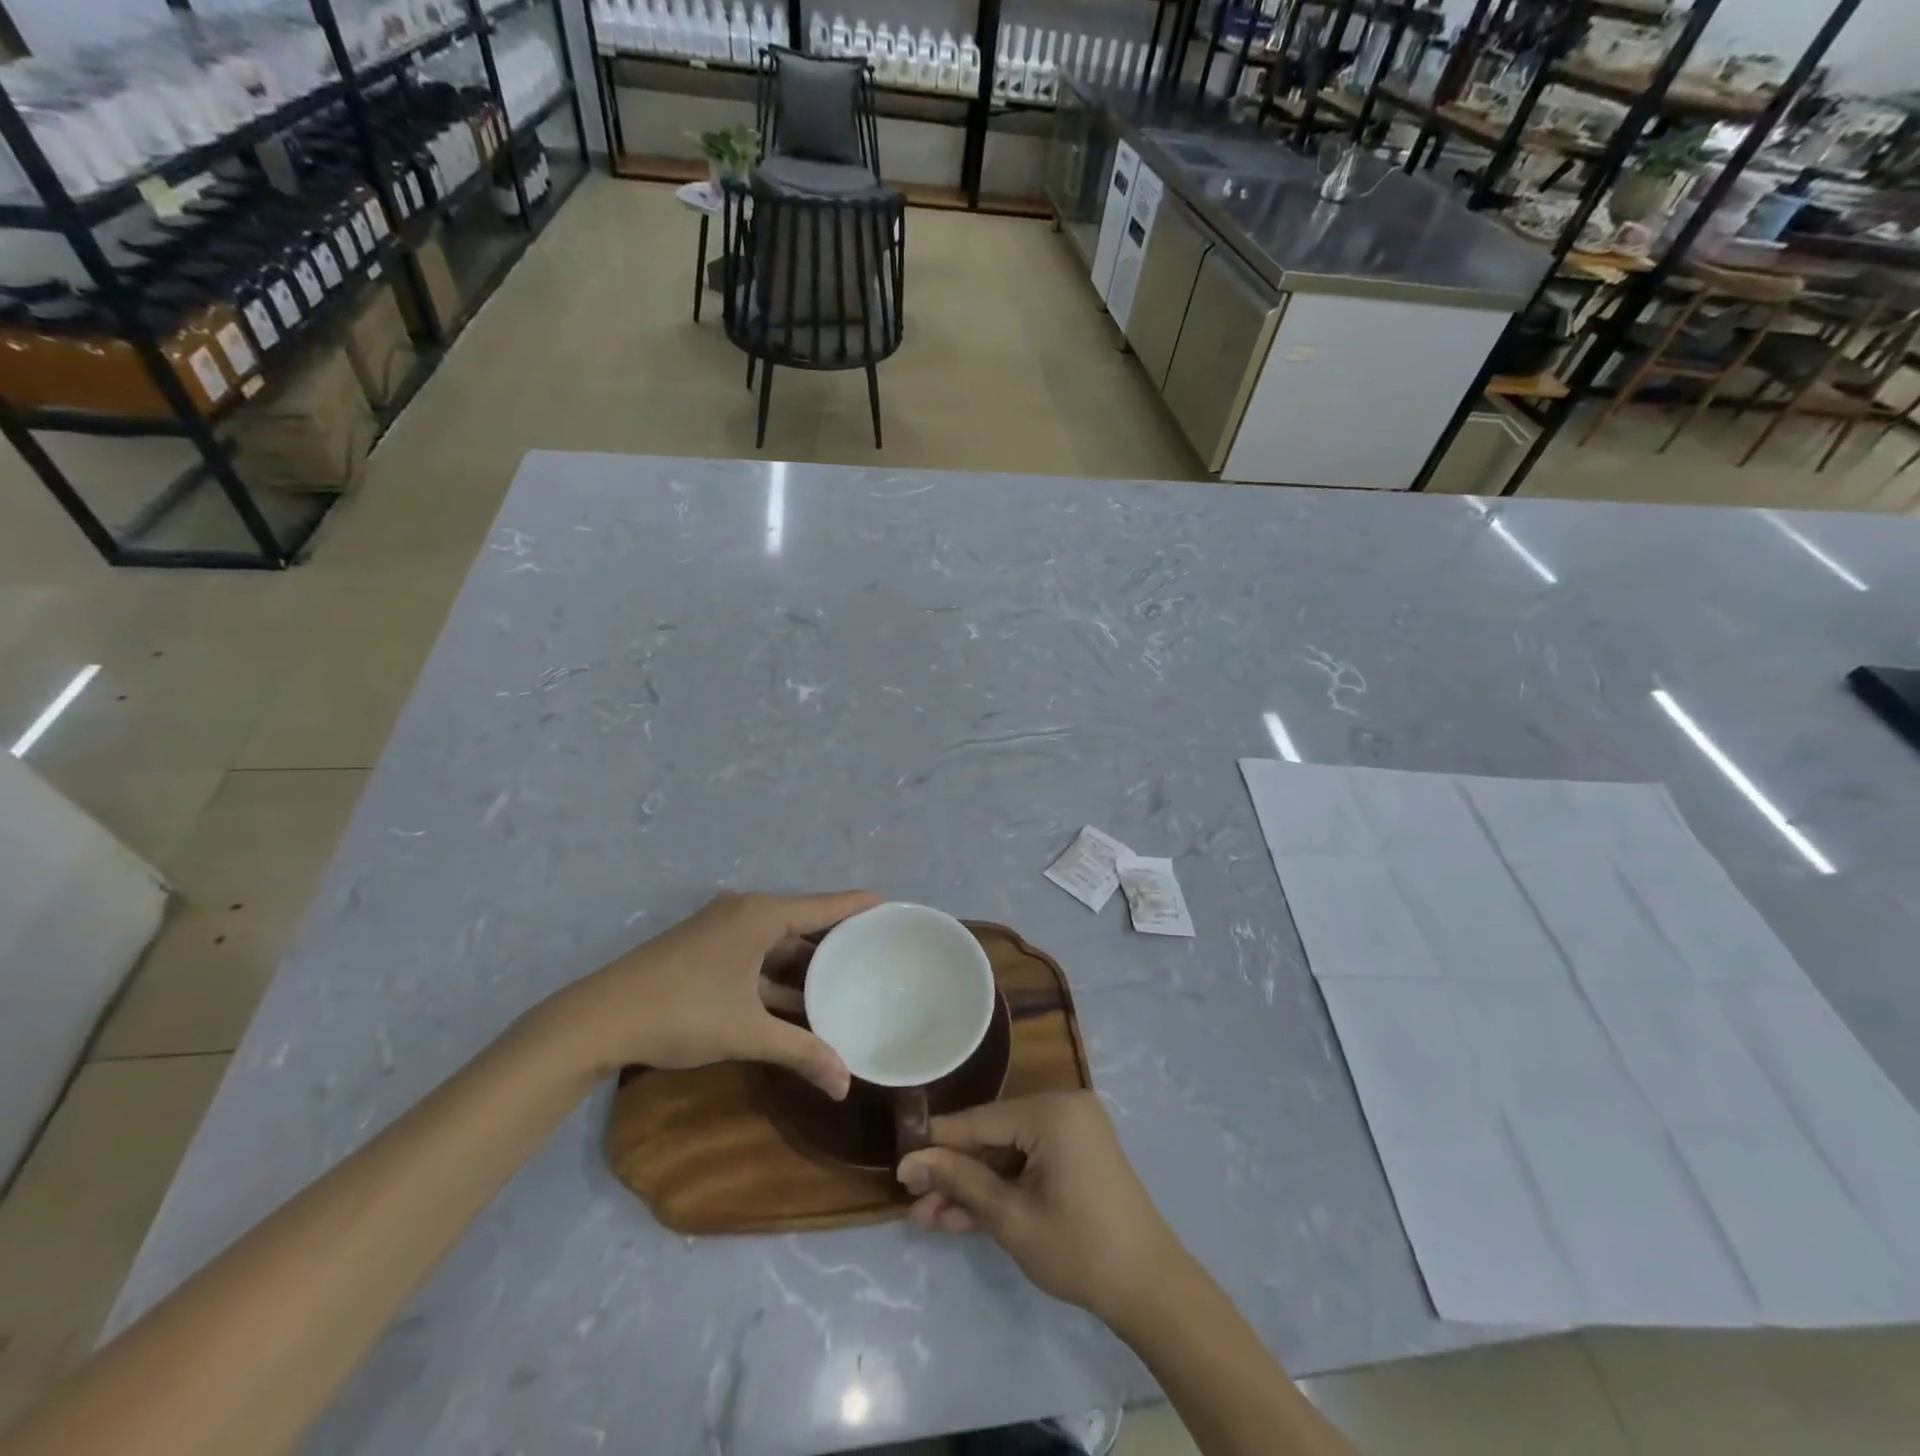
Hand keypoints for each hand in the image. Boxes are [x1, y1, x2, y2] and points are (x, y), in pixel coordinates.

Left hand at [551, 890, 878, 1094]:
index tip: (891, 905)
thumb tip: (844, 1087)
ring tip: (845, 980)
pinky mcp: (705, 948)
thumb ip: (801, 1053)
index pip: (824, 905)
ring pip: (777, 942)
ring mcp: (721, 929)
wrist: (599, 1019)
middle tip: (874, 951)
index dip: (858, 905)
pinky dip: (778, 974)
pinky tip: (798, 1000)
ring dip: (804, 963)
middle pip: (802, 921)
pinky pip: (757, 953)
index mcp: (760, 915)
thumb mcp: (747, 1032)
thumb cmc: (682, 1012)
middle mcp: (744, 912)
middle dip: (835, 939)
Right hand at [896, 1091, 1189, 1328]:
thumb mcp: (1011, 1218)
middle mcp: (1062, 1107)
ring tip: (929, 1218)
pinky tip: (963, 1215)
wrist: (1151, 1289)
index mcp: (1051, 1111)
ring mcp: (1072, 1129)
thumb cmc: (1080, 1250)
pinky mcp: (1077, 1152)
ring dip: (973, 1186)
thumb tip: (909, 1163)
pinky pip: (1028, 1161)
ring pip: (1007, 1153)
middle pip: (992, 1137)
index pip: (979, 1122)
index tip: (898, 1162)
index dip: (936, 1144)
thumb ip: (961, 1182)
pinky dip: (1002, 1187)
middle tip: (913, 1203)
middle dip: (953, 1174)